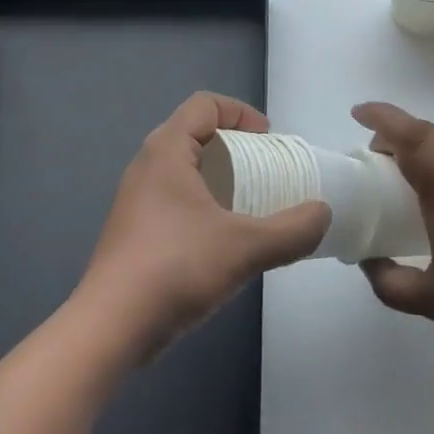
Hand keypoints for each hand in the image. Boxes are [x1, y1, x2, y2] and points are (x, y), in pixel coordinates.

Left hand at [78, 92, 330, 361]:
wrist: (110, 328)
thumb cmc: (176, 268)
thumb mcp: (245, 247)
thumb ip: (292, 230)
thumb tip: (323, 214)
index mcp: (166, 151)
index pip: (205, 105)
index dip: (241, 113)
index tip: (269, 142)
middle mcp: (147, 166)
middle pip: (196, 134)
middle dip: (236, 148)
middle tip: (267, 175)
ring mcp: (137, 200)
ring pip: (186, 170)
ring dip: (221, 180)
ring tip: (252, 208)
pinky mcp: (135, 231)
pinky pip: (176, 199)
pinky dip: (205, 205)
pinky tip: (225, 241)